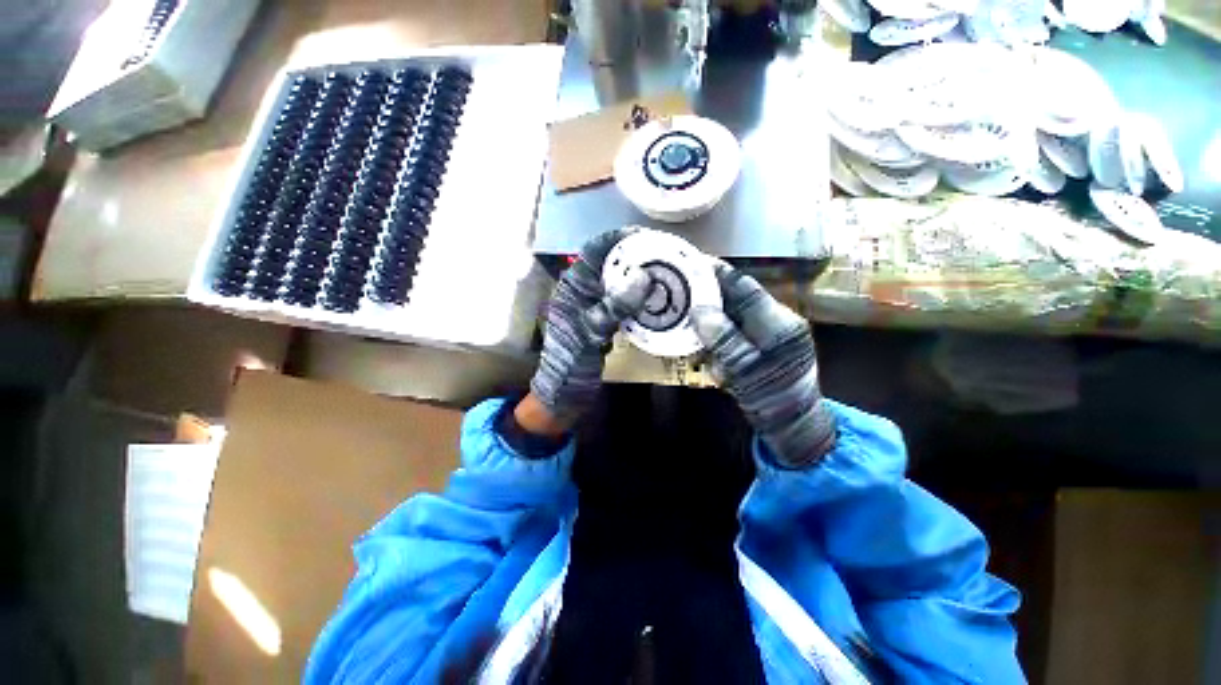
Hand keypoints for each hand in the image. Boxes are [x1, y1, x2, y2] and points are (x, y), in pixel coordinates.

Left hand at [528, 228, 651, 428]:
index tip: (646, 236)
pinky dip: (639, 296)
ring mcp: (593, 305)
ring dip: (638, 276)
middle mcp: (582, 290)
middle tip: (663, 254)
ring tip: (664, 272)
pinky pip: (623, 300)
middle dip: (634, 256)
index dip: (617, 239)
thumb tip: (643, 275)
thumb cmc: (571, 362)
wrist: (564, 393)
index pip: (594, 250)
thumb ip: (614, 305)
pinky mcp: (603, 319)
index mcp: (572, 287)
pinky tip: (656, 298)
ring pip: (617, 281)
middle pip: (609, 263)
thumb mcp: (591, 332)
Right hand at [690, 262, 835, 467]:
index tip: (691, 263)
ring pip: (732, 312)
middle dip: (708, 293)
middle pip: (736, 297)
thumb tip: (698, 309)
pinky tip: (704, 344)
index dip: (717, 273)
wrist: (793, 425)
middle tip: (679, 290)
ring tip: (686, 317)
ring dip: (709, 315)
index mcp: (779, 324)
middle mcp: (777, 320)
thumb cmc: (773, 402)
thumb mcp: (746, 373)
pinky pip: (734, 329)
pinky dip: (716, 333)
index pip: (744, 287)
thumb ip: (724, 339)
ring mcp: (770, 331)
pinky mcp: (762, 342)